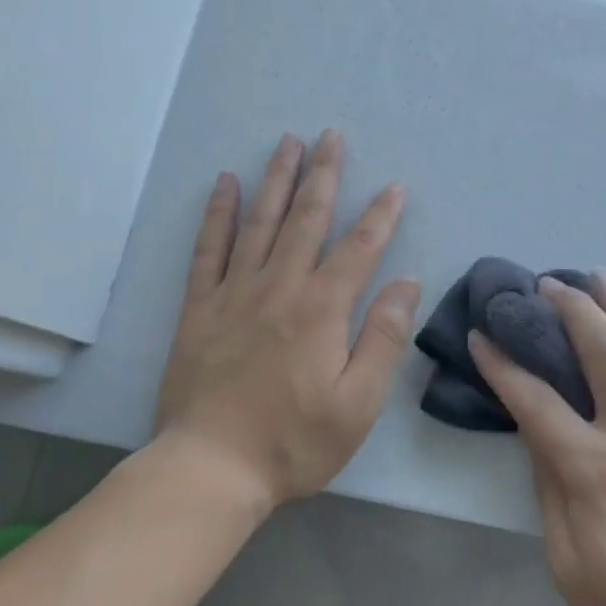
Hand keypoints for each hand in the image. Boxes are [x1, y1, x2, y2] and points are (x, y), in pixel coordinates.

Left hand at [155, 131, 419, 512]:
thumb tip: (406, 282)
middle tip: (332, 136)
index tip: (395, 187)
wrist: (210, 469)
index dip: (380, 216)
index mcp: (321, 310)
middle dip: (324, 174)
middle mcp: (279, 288)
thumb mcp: (358, 403)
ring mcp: (234, 294)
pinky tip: (225, 183)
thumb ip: (383, 337)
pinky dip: (218, 213)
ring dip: (277, 179)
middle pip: (306, 219)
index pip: (358, 249)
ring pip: (259, 222)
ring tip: (288, 142)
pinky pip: (209, 249)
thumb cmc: (294, 441)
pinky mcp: (199, 308)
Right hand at [469, 275, 605, 605]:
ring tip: (599, 275)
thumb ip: (550, 492)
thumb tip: (536, 435)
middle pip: (602, 353)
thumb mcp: (569, 565)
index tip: (481, 335)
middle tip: (548, 284)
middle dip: (572, 310)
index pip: (535, 402)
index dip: (502, 365)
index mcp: (592, 470)